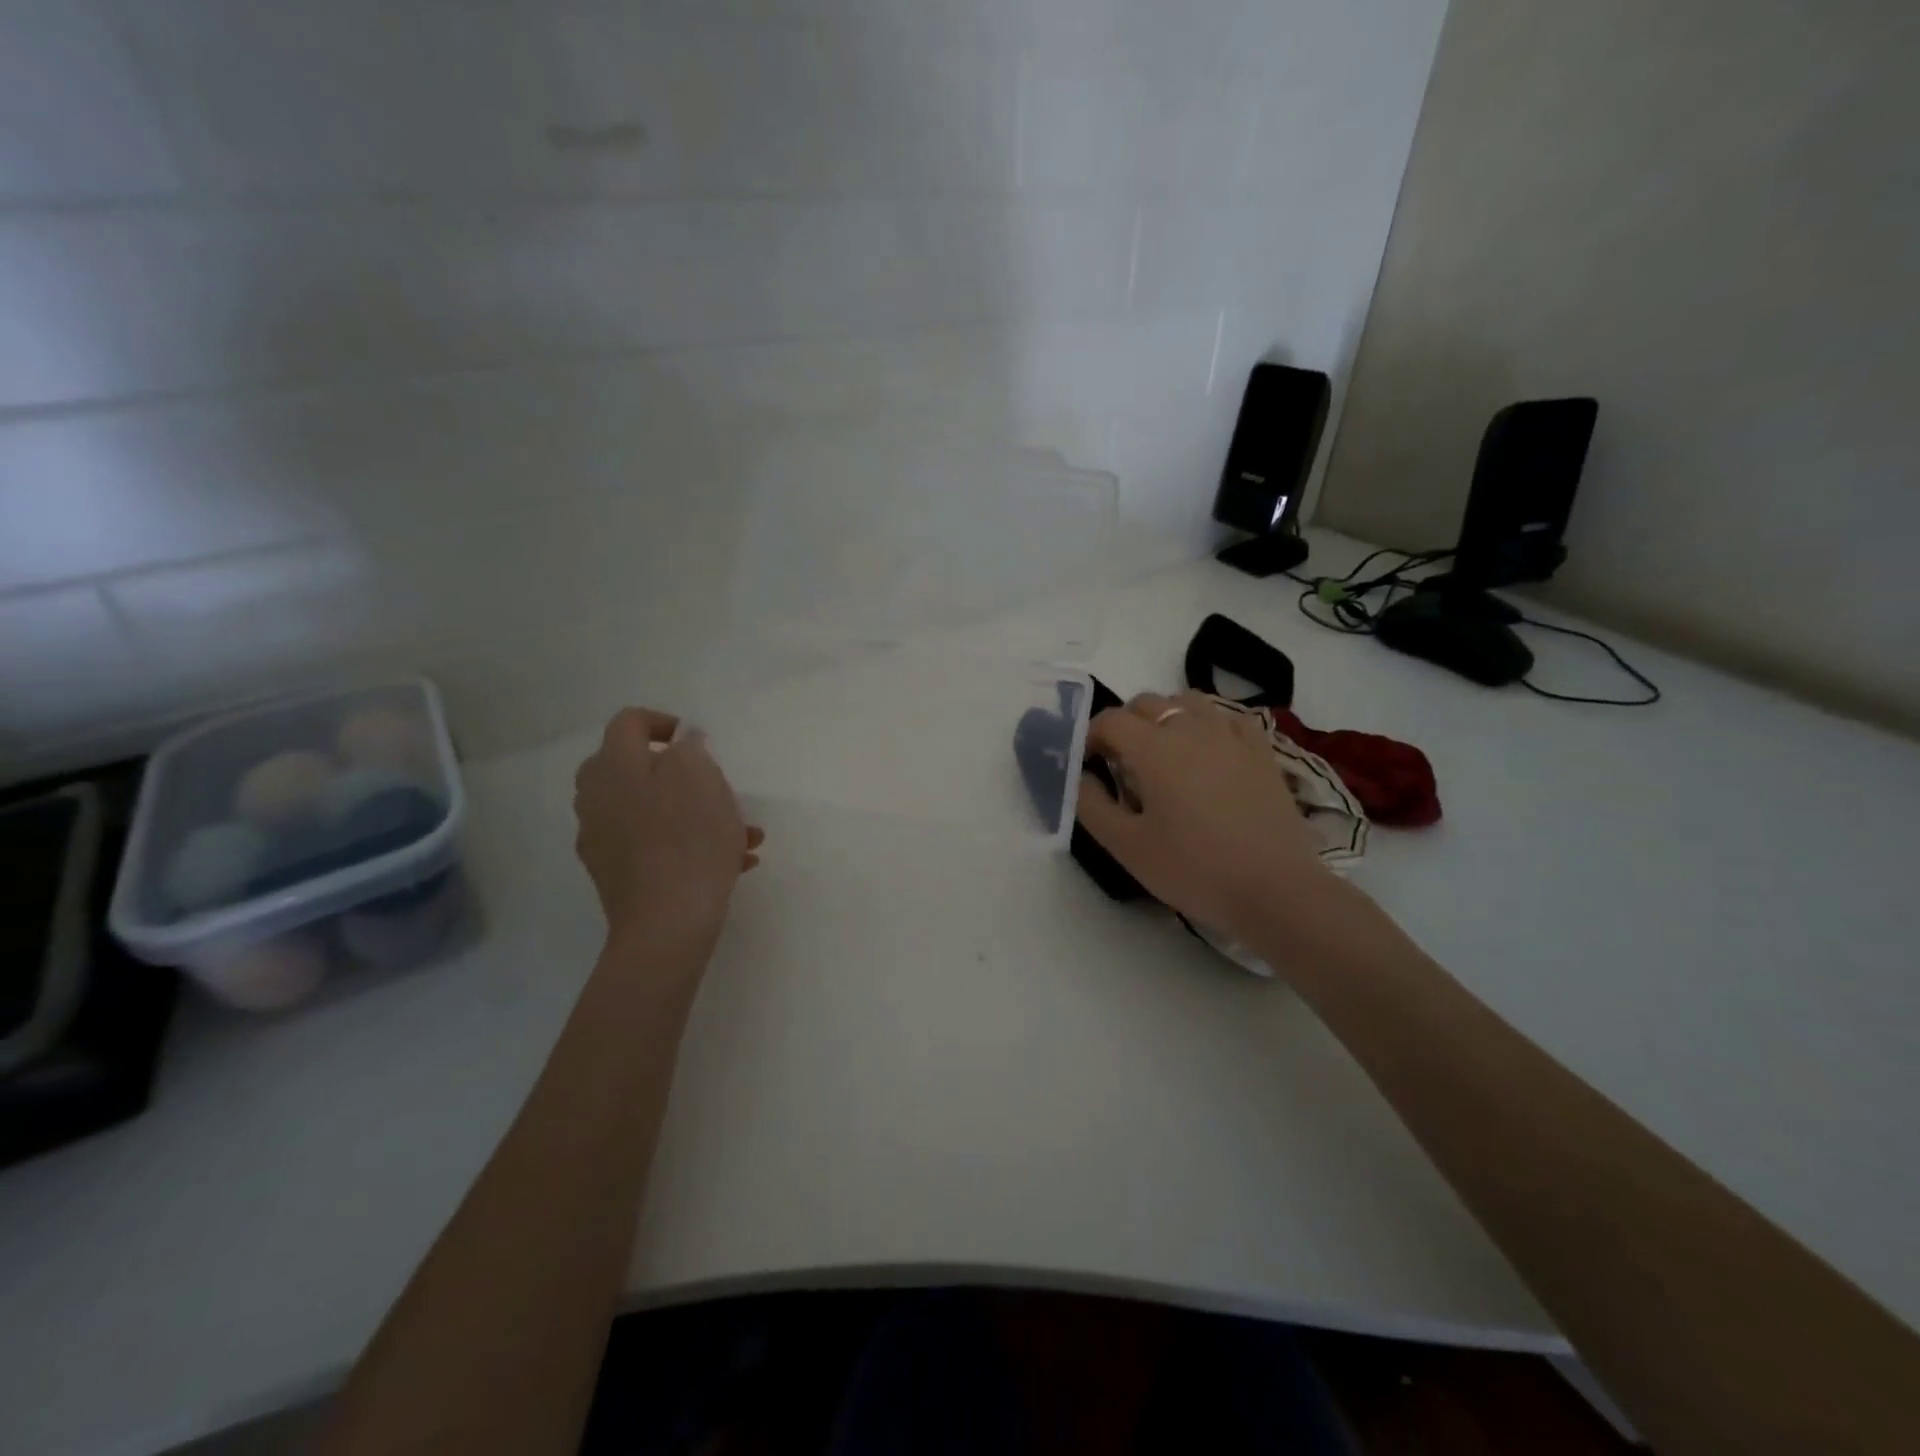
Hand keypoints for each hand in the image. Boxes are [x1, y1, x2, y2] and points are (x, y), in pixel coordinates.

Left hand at [573, 708, 763, 942]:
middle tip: (718, 788)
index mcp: (613, 766)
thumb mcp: (700, 777)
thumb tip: (681, 742)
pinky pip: (654, 844)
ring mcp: (602, 839)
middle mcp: (596, 798)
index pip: (630, 722)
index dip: (666, 723)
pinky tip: (732, 861)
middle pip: (638, 769)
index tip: (700, 743)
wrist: (667, 924)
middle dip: (684, 775)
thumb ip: (689, 748)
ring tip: (744, 834)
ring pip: (653, 810)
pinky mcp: (616, 874)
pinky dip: (687, 844)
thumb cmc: (688, 840)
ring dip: (696, 814)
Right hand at [1074, 692, 1346, 947]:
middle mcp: (1190, 728)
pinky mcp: (1261, 751)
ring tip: (1164, 753)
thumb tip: (1079, 776)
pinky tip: (1208, 752)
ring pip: (1188, 701)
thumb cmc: (1193, 869)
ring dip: (1166, 717)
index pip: (1110, 720)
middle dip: (1125, 725)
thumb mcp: (1126, 846)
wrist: (1275, 890)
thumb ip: (1091, 805)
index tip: (1089, 766)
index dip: (1090, 737)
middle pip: (1146, 703)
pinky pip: (1228, 717)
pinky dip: (1208, 724)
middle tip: (1122, 764)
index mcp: (1153, 748)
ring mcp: (1231, 735)